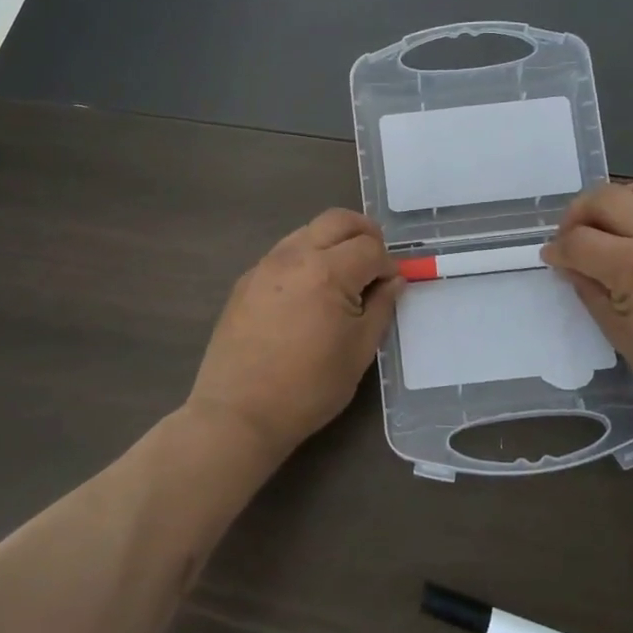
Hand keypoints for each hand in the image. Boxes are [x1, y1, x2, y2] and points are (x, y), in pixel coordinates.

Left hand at [185, 209, 401, 458]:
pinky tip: (308, 293)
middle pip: (338, 220)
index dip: (388, 265)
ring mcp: (265, 265)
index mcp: (327, 272)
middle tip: (374, 262)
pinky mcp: (246, 281)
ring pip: (308, 230)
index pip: (370, 248)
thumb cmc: (309, 387)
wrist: (239, 413)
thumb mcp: (359, 351)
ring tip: (342, 277)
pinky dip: (306, 258)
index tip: (391, 287)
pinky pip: (284, 253)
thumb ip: (381, 308)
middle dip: (364, 233)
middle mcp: (294, 256)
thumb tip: (394, 282)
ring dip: (333, 242)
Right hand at [542, 178, 632, 430]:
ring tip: (607, 228)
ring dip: (614, 202)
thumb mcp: (621, 337)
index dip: (557, 251)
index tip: (551, 260)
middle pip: (604, 198)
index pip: (579, 242)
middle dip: (576, 216)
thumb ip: (590, 292)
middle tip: (571, 240)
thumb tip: (570, 266)